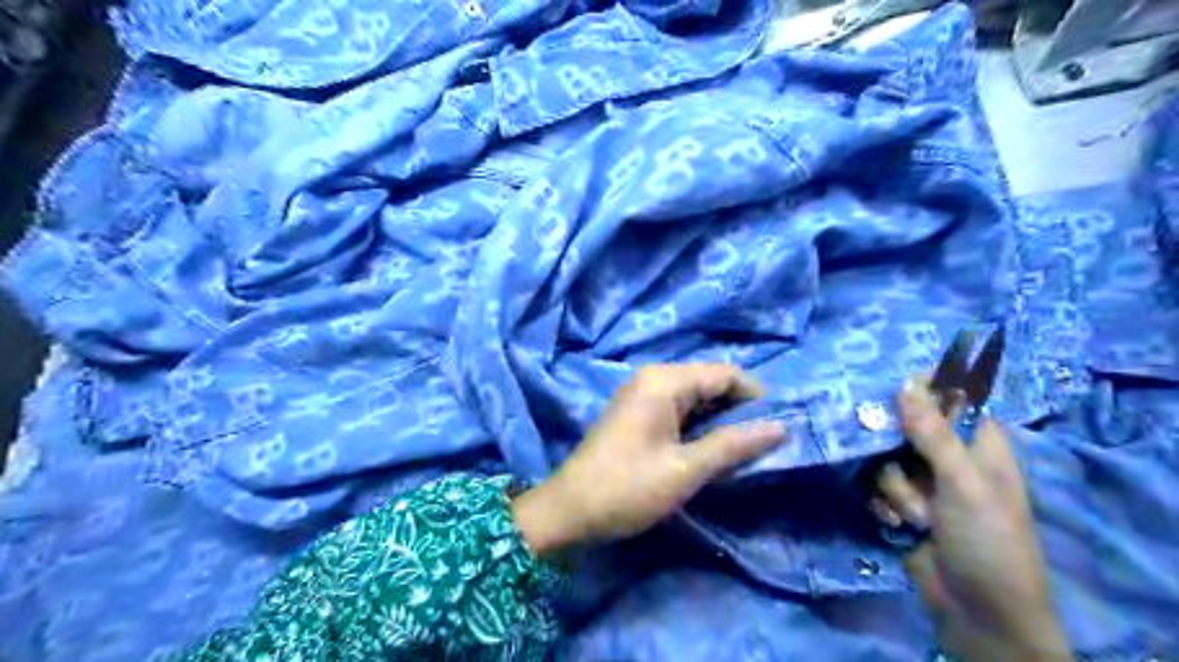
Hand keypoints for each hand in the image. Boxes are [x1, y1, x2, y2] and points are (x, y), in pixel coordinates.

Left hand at [511, 364, 786, 554]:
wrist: (569, 510)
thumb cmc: (628, 488)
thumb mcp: (686, 469)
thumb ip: (733, 445)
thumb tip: (781, 427)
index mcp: (664, 381)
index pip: (724, 374)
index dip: (754, 396)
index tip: (777, 427)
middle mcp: (653, 378)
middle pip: (709, 382)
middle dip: (738, 409)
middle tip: (762, 444)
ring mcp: (642, 395)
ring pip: (695, 398)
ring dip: (719, 420)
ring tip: (742, 451)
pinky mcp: (637, 414)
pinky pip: (678, 410)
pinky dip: (698, 426)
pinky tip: (711, 450)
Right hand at [867, 379, 1075, 660]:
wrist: (977, 613)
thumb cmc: (987, 542)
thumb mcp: (964, 485)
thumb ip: (933, 434)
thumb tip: (907, 383)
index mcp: (980, 446)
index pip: (950, 400)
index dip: (923, 390)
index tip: (894, 389)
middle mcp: (949, 458)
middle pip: (907, 426)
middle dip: (896, 446)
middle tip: (893, 456)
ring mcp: (924, 483)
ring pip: (886, 460)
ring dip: (896, 489)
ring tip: (918, 517)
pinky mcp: (903, 504)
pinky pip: (878, 487)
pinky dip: (885, 505)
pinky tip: (899, 525)